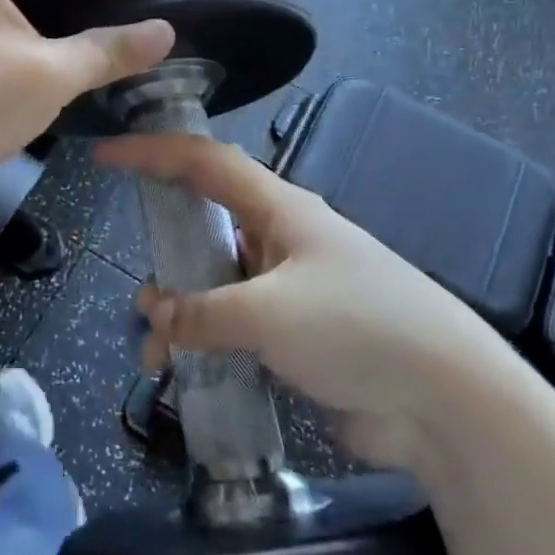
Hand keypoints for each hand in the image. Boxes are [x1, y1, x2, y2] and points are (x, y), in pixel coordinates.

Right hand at [100, 133, 523, 468]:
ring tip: (155, 349)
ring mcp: (289, 290)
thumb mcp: (268, 312)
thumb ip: (201, 312)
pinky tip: (183, 374)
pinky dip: (202, 345)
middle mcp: (281, 241)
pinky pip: (232, 329)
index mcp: (280, 209)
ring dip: (179, 312)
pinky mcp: (296, 337)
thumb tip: (155, 315)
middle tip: (138, 286)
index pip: (204, 163)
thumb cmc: (357, 327)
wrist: (448, 403)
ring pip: (214, 285)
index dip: (152, 151)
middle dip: (165, 253)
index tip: (106, 155)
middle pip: (206, 226)